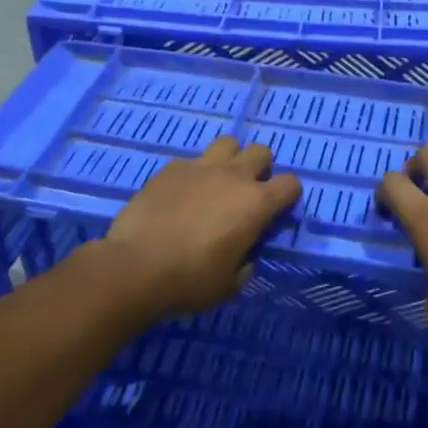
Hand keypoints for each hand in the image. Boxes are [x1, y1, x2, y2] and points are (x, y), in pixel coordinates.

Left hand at [99, 137, 301, 320]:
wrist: (136, 266)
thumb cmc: (190, 280)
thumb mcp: (230, 284)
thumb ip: (245, 263)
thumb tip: (244, 255)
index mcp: (256, 204)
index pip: (291, 184)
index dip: (288, 196)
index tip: (276, 212)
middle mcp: (233, 176)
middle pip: (261, 152)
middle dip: (261, 169)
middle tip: (247, 193)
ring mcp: (200, 167)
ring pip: (227, 143)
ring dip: (230, 160)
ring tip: (217, 184)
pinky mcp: (170, 168)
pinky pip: (192, 160)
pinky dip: (195, 173)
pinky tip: (182, 194)